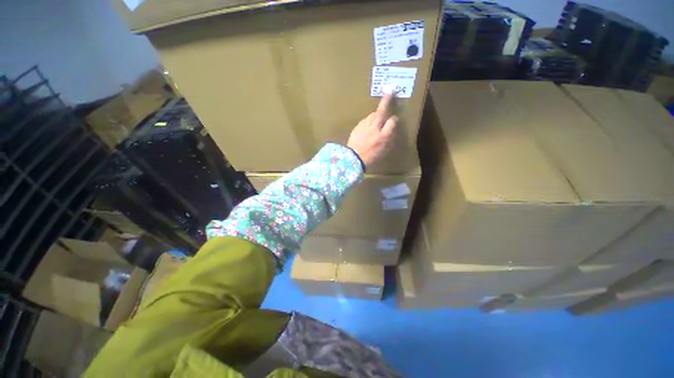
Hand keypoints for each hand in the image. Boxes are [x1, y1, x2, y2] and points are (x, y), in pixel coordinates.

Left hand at [347, 94, 397, 168]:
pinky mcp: (357, 127)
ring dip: (376, 113)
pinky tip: (367, 125)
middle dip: (386, 101)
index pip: (392, 122)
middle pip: (381, 112)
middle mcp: (374, 129)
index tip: (394, 119)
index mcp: (383, 137)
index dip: (394, 119)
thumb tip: (391, 129)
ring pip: (372, 115)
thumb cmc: (370, 158)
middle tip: (389, 92)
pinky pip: (364, 120)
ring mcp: (364, 127)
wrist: (353, 159)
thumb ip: (389, 139)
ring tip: (377, 116)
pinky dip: (368, 120)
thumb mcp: (384, 152)